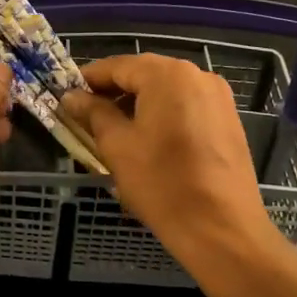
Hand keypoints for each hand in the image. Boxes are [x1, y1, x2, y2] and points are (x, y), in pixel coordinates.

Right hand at [61, 54, 277, 264]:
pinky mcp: (228, 119)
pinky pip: (186, 105)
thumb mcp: (117, 146)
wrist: (223, 231)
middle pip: (143, 74)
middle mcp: (196, 74)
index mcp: (167, 74)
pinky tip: (148, 139)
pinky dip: (163, 114)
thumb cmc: (163, 184)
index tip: (67, 96)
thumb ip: (93, 113)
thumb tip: (72, 96)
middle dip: (114, 91)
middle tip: (87, 115)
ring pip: (165, 90)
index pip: (117, 65)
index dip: (88, 79)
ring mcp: (217, 96)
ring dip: (138, 103)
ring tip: (115, 129)